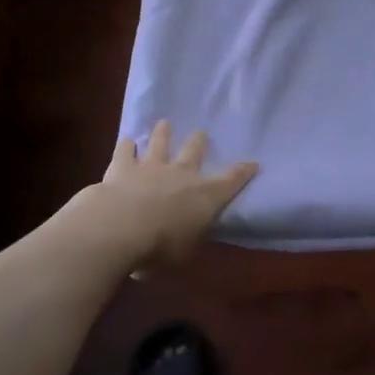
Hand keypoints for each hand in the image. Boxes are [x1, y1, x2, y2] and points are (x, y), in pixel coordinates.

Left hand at [55, 122, 258, 270]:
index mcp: (204, 196)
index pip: (231, 181)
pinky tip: (126, 140)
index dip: (243, 172)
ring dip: (162, 133)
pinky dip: (126, 146)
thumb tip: (191, 233)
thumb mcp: (185, 252)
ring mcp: (151, 166)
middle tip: (200, 133)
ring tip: (164, 123)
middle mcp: (181, 174)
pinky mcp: (123, 166)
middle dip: (198, 142)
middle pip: (193, 152)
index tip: (253, 163)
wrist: (121, 226)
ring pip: (160, 143)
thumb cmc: (160, 247)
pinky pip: (125, 151)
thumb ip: (190, 238)